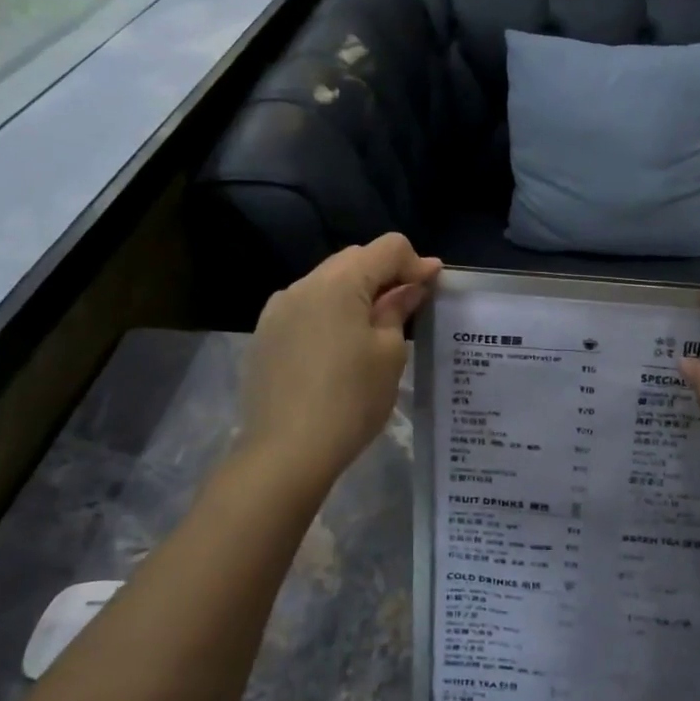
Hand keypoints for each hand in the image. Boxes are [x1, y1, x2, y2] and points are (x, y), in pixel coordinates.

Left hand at [238, 234, 441, 492]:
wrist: (285, 453)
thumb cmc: (351, 400)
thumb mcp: (389, 353)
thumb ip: (399, 309)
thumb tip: (411, 285)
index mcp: (339, 282)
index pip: (387, 248)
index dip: (416, 262)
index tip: (432, 288)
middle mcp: (304, 284)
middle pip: (355, 259)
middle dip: (386, 274)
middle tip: (409, 306)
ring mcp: (278, 309)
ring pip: (328, 282)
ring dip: (357, 292)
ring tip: (375, 328)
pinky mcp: (266, 334)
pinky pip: (307, 306)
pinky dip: (331, 312)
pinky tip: (340, 346)